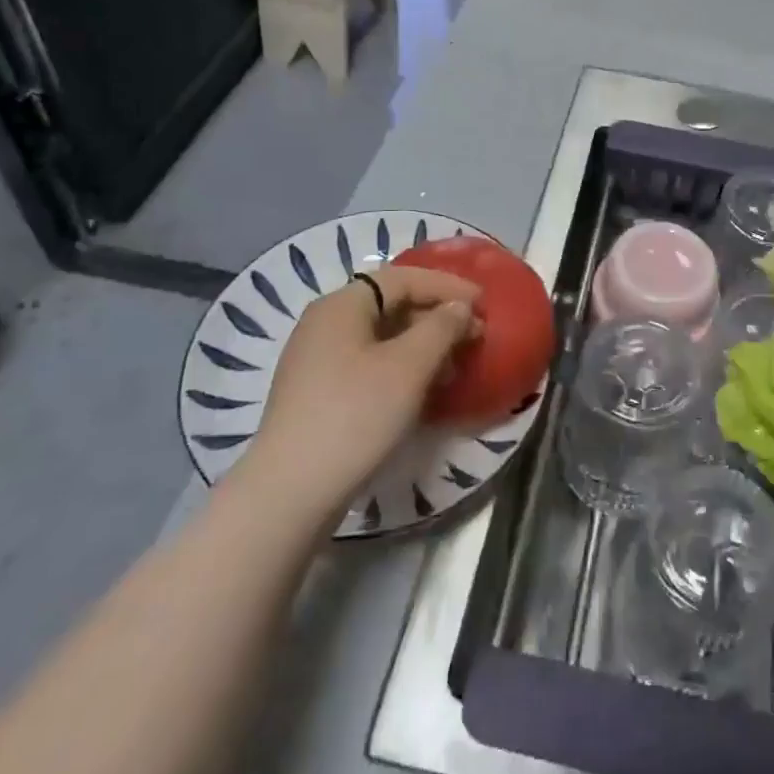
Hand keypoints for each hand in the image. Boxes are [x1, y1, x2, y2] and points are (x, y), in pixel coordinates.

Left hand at [244, 266, 479, 512]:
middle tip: (474, 335)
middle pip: (390, 304)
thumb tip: (460, 307)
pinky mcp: (316, 394)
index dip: (447, 286)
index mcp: (342, 305)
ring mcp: (316, 360)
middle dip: (436, 316)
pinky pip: (367, 364)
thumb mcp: (410, 366)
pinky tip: (421, 390)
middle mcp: (324, 323)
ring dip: (422, 345)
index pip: (403, 278)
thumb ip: (442, 327)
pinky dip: (400, 367)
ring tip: (453, 366)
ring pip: (381, 337)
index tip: (484, 302)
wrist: (289, 495)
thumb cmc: (355, 416)